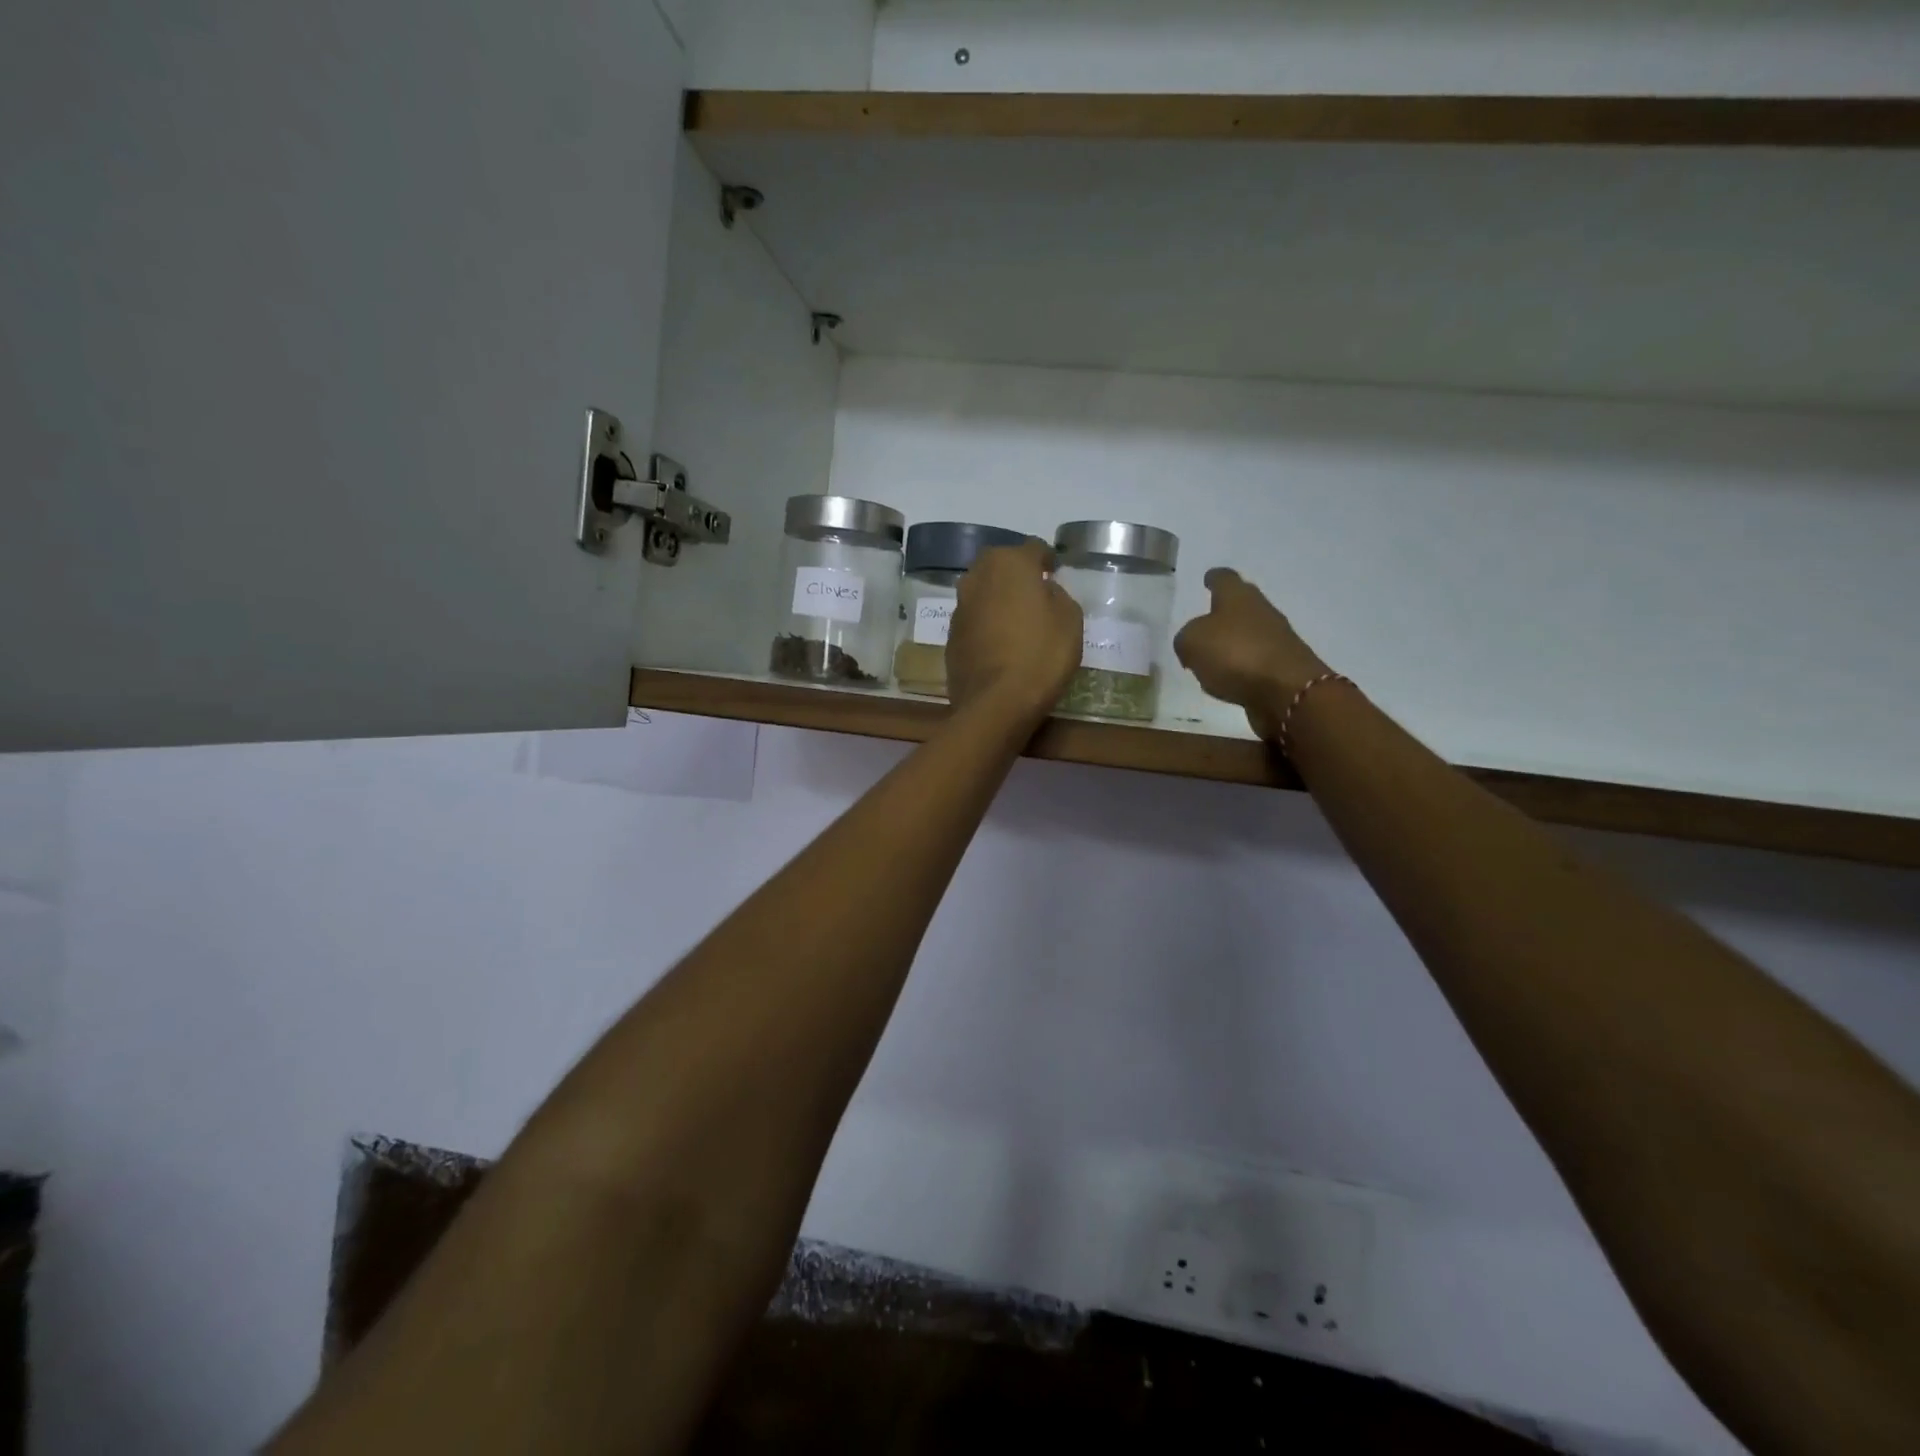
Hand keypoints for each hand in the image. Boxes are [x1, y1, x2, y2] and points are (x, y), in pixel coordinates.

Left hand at [947, 540, 1083, 727]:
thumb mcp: (1070, 620)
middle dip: (1016, 573)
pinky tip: (999, 643)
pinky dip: (986, 624)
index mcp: (1009, 563)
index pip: (1033, 548)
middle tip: (1034, 592)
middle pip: (1000, 564)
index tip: (1055, 572)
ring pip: (983, 591)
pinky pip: (974, 620)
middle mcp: (977, 577)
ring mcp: (959, 607)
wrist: (996, 703)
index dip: (1046, 559)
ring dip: (997, 598)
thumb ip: (1058, 595)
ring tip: (1016, 619)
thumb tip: (1043, 590)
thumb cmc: (1041, 655)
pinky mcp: (950, 636)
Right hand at [1174, 569, 1332, 739]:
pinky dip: (1240, 667)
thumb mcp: (1192, 642)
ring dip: (1231, 642)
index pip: (1224, 578)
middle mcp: (1260, 610)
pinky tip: (1227, 680)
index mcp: (1238, 596)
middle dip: (1222, 612)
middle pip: (1240, 605)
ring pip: (1247, 634)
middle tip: (1203, 623)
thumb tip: (1191, 644)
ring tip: (1209, 658)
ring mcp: (1275, 639)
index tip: (1207, 578)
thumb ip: (1185, 639)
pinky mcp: (1282, 667)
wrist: (1286, 689)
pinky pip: (1254, 661)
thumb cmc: (1235, 654)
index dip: (1214, 578)